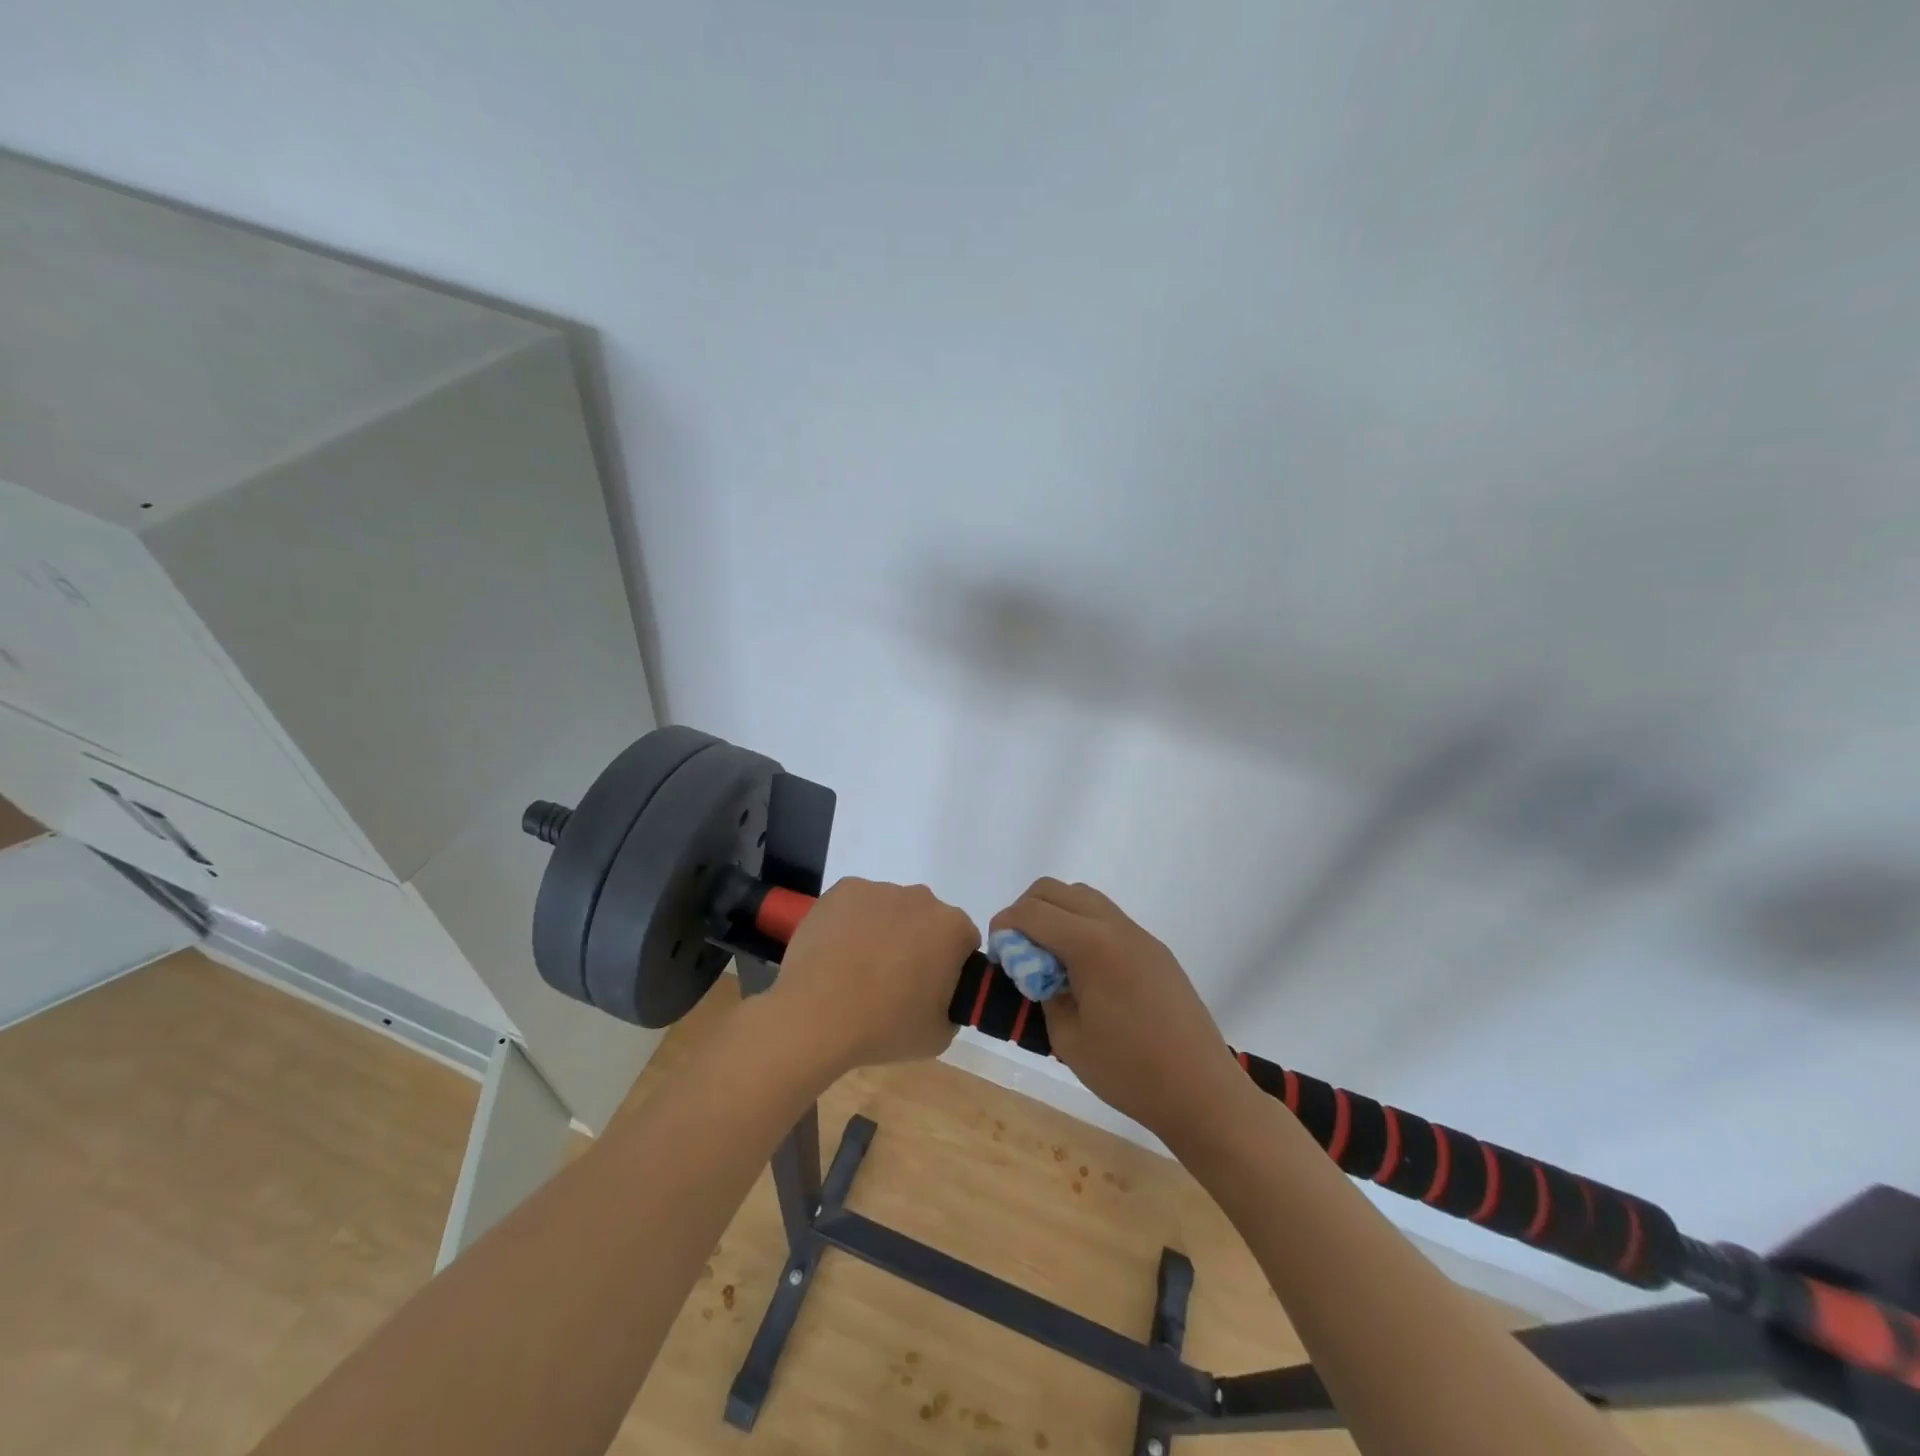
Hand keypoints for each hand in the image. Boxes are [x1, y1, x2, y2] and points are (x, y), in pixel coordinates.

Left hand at [758, 877, 978, 1079]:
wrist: (816, 1016)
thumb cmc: (885, 1027)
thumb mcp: (940, 1034)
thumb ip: (953, 1006)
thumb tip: (941, 994)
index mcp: (952, 928)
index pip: (963, 942)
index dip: (950, 967)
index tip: (930, 990)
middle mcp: (921, 898)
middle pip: (927, 920)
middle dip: (918, 943)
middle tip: (895, 981)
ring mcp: (879, 889)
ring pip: (891, 909)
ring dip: (884, 930)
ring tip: (858, 969)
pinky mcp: (844, 889)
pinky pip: (857, 904)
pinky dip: (853, 922)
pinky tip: (838, 952)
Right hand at [991, 879, 1243, 1147]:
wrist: (1201, 1090)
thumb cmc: (1129, 1071)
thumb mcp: (1068, 1038)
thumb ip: (1043, 992)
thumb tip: (1035, 970)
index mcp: (1091, 945)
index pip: (1032, 912)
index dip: (1004, 925)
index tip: (997, 954)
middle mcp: (1114, 926)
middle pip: (1055, 890)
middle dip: (1026, 911)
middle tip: (1019, 952)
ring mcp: (1139, 934)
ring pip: (1083, 896)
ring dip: (1056, 914)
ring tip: (1050, 959)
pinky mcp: (1154, 949)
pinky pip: (1108, 918)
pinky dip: (1083, 927)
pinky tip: (1084, 970)